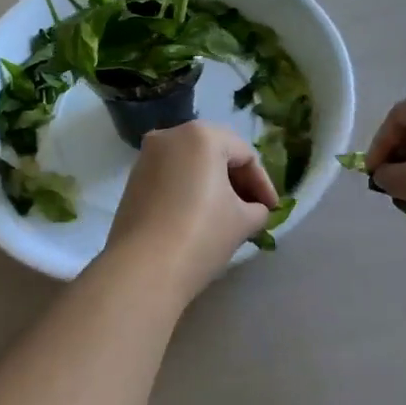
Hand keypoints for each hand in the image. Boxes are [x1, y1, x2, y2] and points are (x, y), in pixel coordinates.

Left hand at [104, 122, 280, 298]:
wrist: (143, 269)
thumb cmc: (201, 234)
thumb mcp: (242, 222)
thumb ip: (257, 209)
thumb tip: (255, 210)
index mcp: (202, 135)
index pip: (245, 154)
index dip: (263, 183)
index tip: (272, 210)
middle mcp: (171, 135)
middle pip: (216, 152)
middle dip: (237, 181)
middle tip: (253, 209)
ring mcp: (147, 156)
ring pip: (191, 164)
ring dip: (213, 185)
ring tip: (228, 215)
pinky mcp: (133, 179)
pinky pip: (171, 176)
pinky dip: (189, 190)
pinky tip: (199, 216)